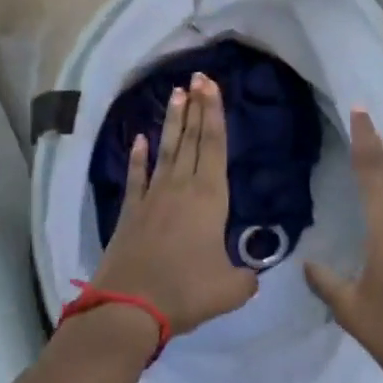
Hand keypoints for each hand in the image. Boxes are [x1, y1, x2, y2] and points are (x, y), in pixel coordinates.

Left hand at [90, 74, 258, 335]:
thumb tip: (252, 274)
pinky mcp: (131, 211)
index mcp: (210, 198)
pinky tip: (138, 139)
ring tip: (176, 93)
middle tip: (198, 76)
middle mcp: (182, 187)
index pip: (215, 146)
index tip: (212, 85)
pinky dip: (138, 157)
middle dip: (197, 106)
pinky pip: (137, 176)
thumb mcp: (230, 289)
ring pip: (167, 149)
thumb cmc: (185, 291)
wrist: (130, 306)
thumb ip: (246, 277)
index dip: (215, 114)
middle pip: (193, 139)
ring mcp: (153, 196)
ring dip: (174, 121)